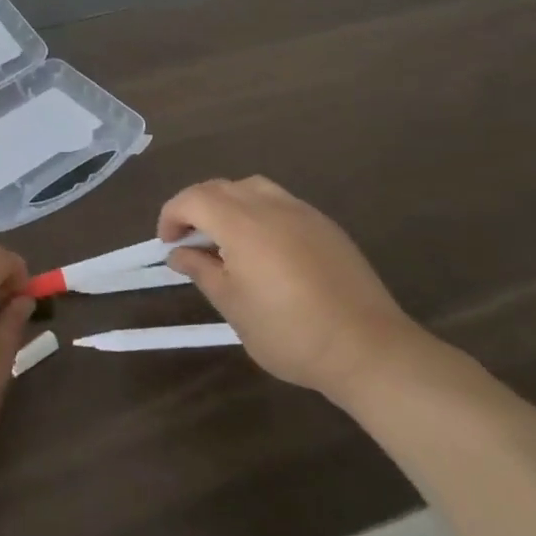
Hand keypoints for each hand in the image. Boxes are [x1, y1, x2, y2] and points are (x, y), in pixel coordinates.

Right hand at [161, 176, 432, 404]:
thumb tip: (178, 253)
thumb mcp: (233, 306)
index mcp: (241, 222)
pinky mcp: (325, 225)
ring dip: (229, 203)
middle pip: (221, 187)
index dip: (172, 214)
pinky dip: (259, 212)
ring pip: (252, 188)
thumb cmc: (289, 331)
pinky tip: (264, 248)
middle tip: (190, 241)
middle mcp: (269, 205)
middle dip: (196, 207)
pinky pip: (280, 202)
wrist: (367, 348)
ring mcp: (301, 211)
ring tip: (226, 238)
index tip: (168, 243)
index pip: (193, 199)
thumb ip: (202, 271)